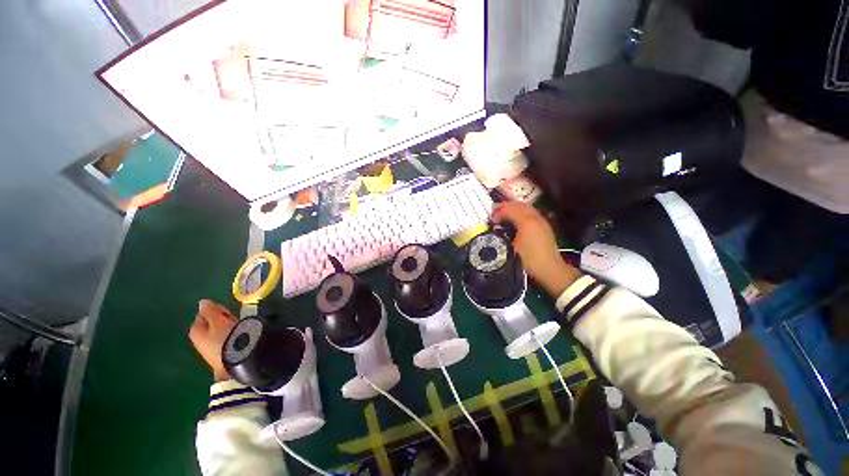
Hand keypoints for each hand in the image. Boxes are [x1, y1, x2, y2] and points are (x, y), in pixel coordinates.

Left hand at [189, 300, 237, 381]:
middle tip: (234, 319)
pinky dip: (231, 336)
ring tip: (239, 328)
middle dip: (223, 319)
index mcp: (195, 330)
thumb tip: (203, 302)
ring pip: (219, 331)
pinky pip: (225, 339)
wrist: (236, 361)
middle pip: (211, 323)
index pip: (204, 313)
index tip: (228, 311)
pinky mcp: (220, 354)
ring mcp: (209, 348)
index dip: (217, 310)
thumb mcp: (219, 320)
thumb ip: (210, 310)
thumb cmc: (226, 337)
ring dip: (229, 327)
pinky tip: (239, 338)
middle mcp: (198, 340)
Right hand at [491, 201, 581, 296]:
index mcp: (527, 221)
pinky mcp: (544, 226)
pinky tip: (515, 219)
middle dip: (506, 206)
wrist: (550, 270)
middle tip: (495, 210)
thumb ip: (505, 232)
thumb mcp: (512, 246)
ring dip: (513, 208)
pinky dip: (520, 212)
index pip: (510, 209)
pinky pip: (530, 213)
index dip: (499, 211)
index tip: (491, 218)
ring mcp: (542, 221)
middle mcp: (535, 217)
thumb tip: (498, 225)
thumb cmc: (529, 259)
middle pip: (519, 205)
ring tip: (503, 213)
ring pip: (526, 207)